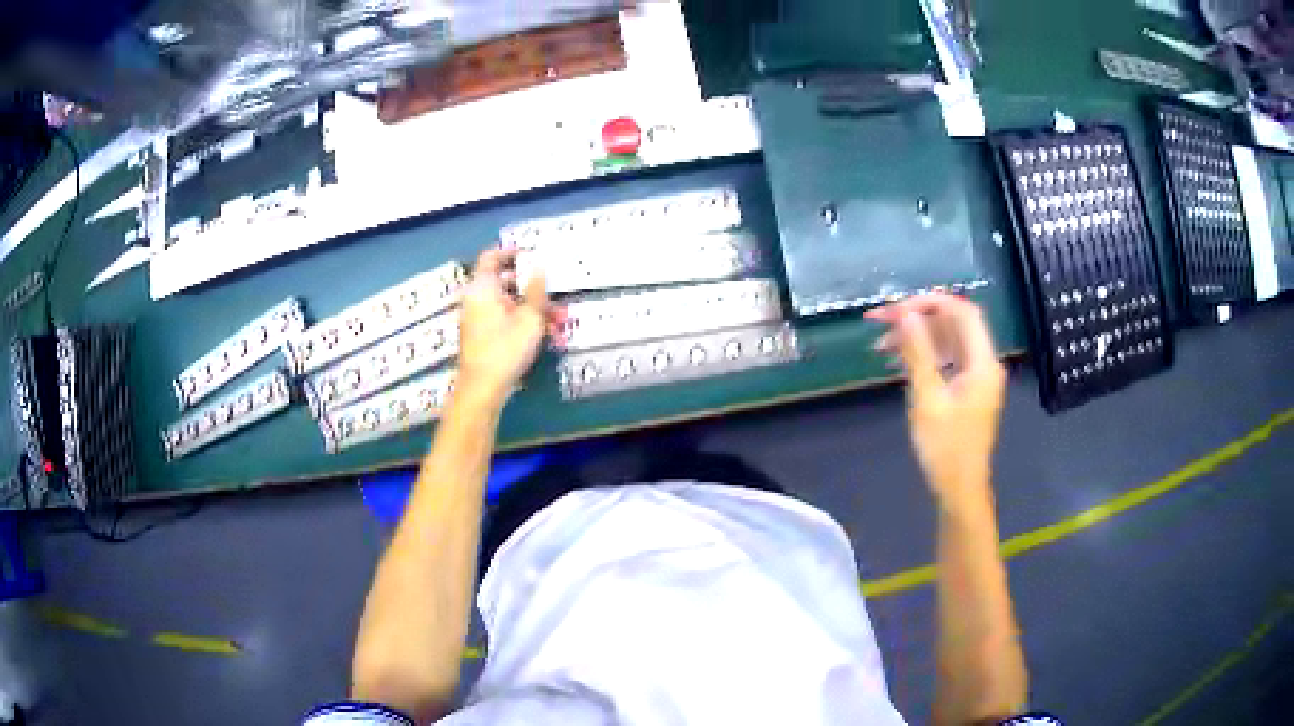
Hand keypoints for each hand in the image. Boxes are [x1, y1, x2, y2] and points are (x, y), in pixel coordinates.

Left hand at [455, 247, 562, 404]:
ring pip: (508, 304)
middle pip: (504, 282)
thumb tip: (538, 267)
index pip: (492, 257)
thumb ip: (536, 290)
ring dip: (534, 309)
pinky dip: (523, 323)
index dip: (512, 252)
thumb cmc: (505, 348)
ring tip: (559, 321)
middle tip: (554, 293)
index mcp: (482, 288)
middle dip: (532, 288)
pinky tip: (547, 336)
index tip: (532, 255)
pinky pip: (504, 320)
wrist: (482, 388)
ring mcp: (477, 319)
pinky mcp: (482, 337)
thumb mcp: (530, 317)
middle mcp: (476, 299)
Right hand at [866, 294, 1005, 508]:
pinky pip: (946, 359)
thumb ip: (917, 353)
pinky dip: (924, 355)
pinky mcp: (967, 389)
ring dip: (916, 337)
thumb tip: (904, 315)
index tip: (896, 308)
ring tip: (881, 345)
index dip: (929, 302)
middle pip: (953, 324)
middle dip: (917, 318)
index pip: (961, 312)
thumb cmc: (945, 448)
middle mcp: (984, 363)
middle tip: (880, 322)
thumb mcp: (928, 399)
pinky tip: (897, 361)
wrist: (960, 489)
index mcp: (982, 362)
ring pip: (947, 341)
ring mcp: (976, 376)